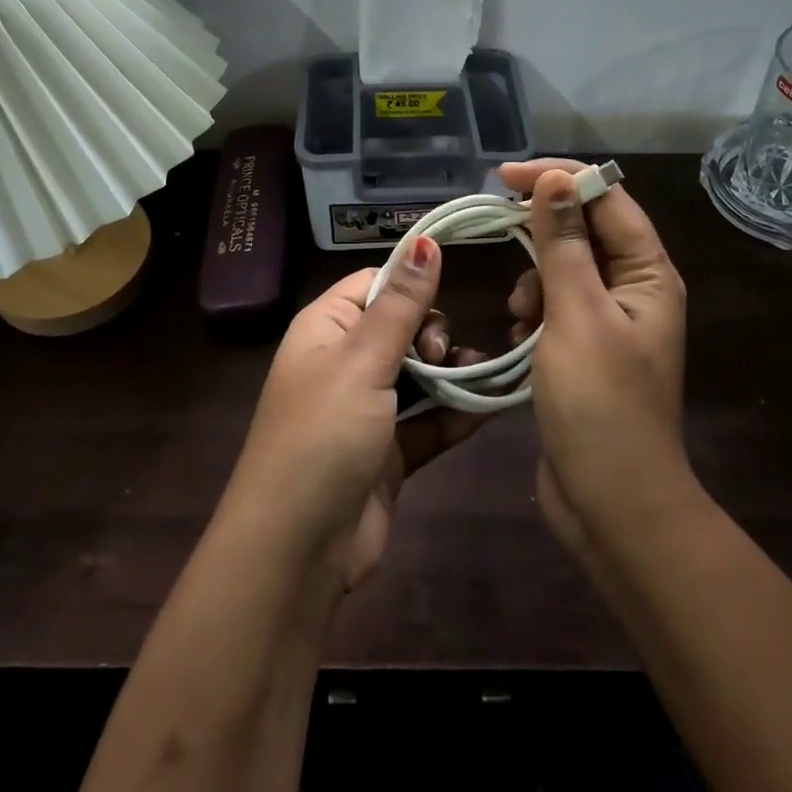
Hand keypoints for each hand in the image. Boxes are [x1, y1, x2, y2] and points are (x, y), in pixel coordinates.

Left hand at [224, 238, 491, 593]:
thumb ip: (401, 303)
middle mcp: (344, 364)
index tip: (445, 295)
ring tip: (484, 374)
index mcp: (325, 330)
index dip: (410, 284)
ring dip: (453, 373)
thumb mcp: (363, 361)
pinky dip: (458, 413)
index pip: (373, 285)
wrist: (298, 551)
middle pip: (402, 328)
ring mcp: (368, 411)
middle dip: (433, 334)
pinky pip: (430, 421)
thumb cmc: (324, 436)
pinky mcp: (389, 453)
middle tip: (440, 356)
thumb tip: (425, 240)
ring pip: (421, 376)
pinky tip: (494, 404)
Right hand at [498, 159, 693, 562]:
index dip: (558, 178)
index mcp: (648, 274)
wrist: (612, 502)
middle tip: (498, 228)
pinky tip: (519, 334)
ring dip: (535, 277)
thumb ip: (564, 243)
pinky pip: (556, 307)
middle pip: (586, 231)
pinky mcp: (586, 350)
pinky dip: (534, 310)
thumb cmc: (599, 404)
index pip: (607, 198)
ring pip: (564, 269)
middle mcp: (635, 290)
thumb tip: (555, 179)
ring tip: (520, 312)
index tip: (503, 176)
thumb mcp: (576, 314)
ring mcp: (610, 322)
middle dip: (542, 231)